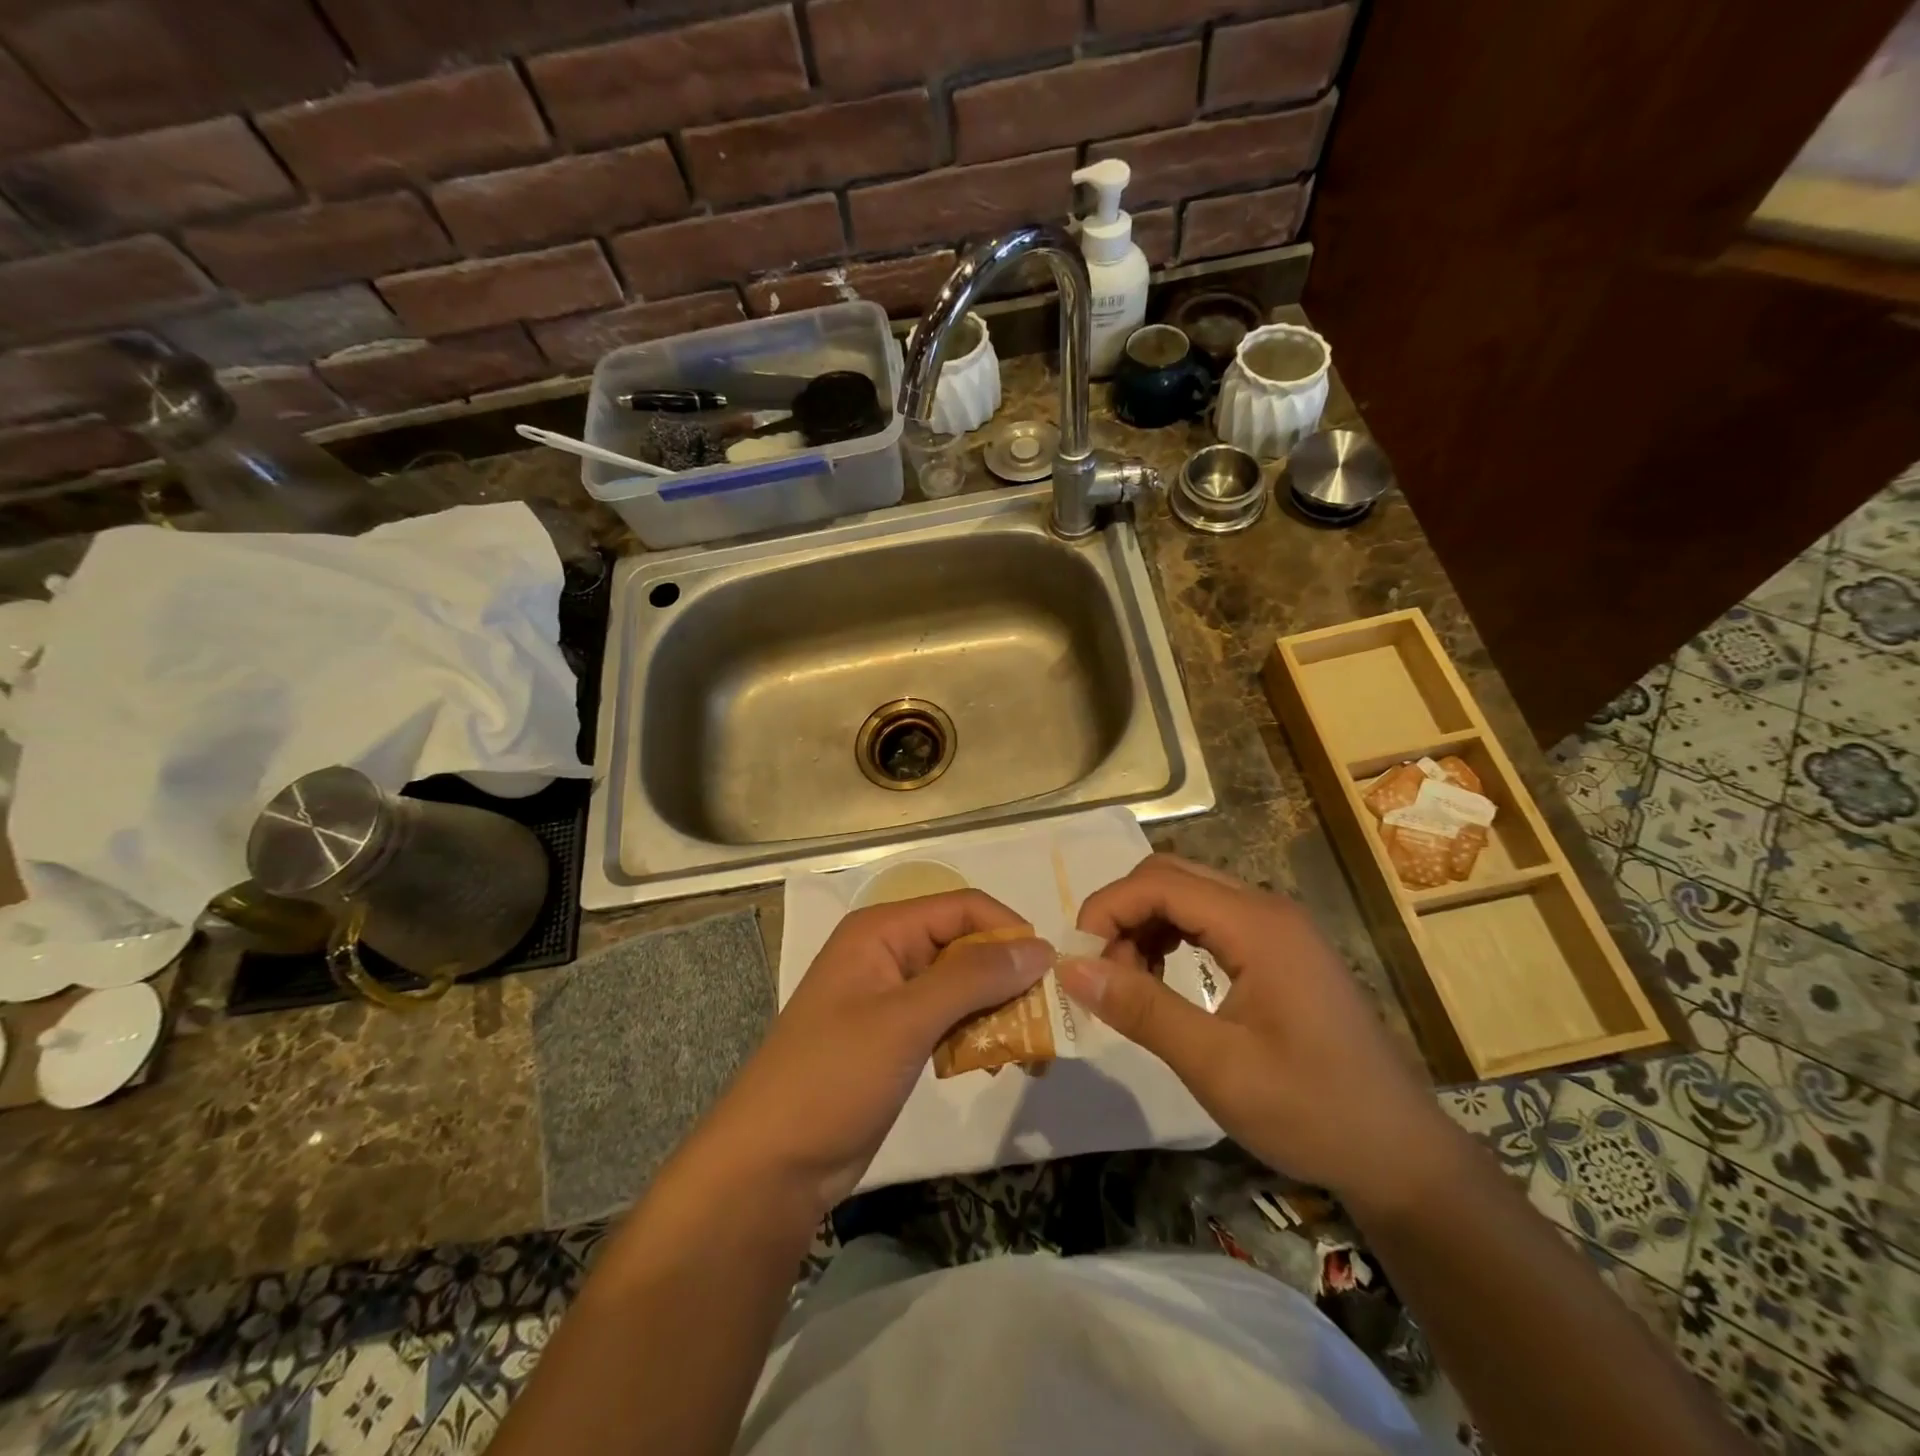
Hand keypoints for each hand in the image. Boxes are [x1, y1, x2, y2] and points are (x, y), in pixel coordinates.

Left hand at [693, 890, 1050, 1214]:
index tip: (1050, 972)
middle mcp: (889, 953)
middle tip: (1046, 1021)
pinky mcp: (896, 1037)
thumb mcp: (905, 1021)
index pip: (962, 908)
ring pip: (962, 986)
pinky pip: (950, 1020)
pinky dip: (977, 1036)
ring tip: (1028, 1052)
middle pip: (965, 946)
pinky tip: (995, 1064)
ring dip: (998, 1011)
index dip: (1008, 931)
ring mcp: (891, 997)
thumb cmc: (833, 1077)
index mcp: (882, 931)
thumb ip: (973, 978)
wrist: (772, 1165)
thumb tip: (1039, 947)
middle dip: (1007, 978)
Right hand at [1062, 855, 1455, 1208]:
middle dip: (1122, 915)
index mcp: (1257, 925)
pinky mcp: (1280, 949)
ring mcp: (1277, 927)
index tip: (1079, 963)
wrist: (1401, 1155)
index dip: (1106, 910)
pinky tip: (1164, 981)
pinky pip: (1208, 920)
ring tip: (1130, 984)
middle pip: (1170, 877)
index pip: (1158, 882)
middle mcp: (1266, 909)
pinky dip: (1171, 938)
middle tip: (1102, 975)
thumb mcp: (1217, 1066)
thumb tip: (1070, 969)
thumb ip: (1142, 1009)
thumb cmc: (1311, 1111)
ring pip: (1186, 894)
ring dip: (1144, 926)